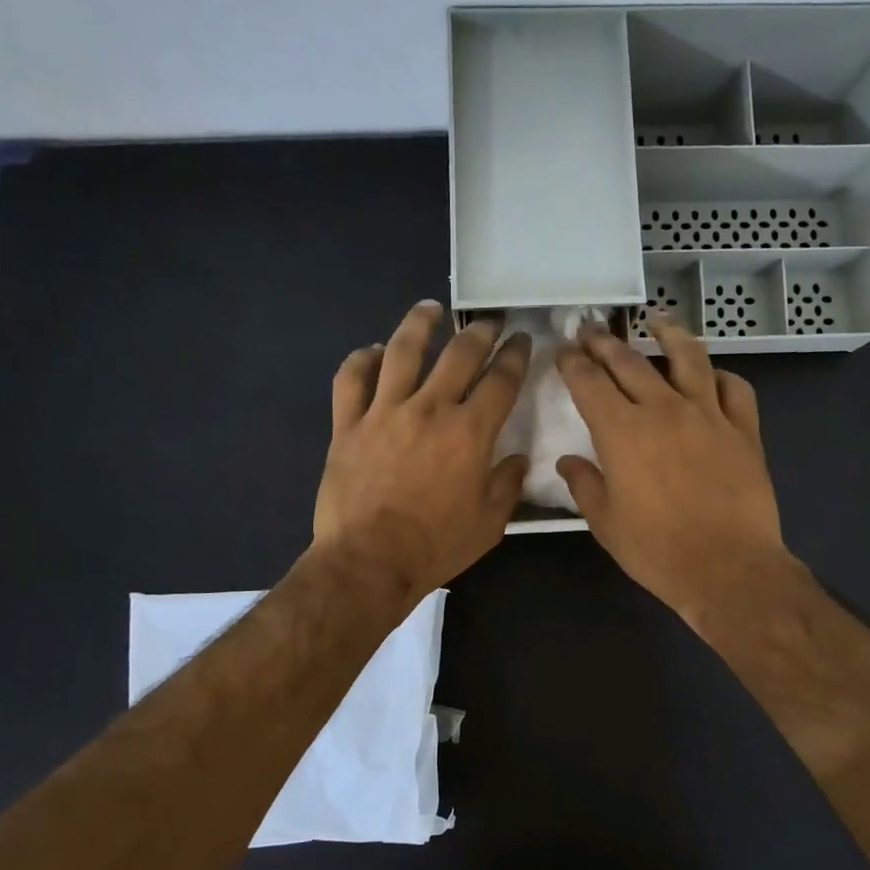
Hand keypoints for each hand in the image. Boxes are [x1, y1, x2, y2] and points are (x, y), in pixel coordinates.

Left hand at [313, 301, 529, 603]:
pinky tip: (372, 350)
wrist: (369, 561)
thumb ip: (507, 485)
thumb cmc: (435, 546)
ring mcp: (384, 412)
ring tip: (431, 308)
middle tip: (488, 321)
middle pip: (459, 354)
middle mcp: (430, 409)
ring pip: (402, 351)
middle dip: (479, 331)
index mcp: (470, 433)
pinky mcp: (347, 425)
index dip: (515, 355)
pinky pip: (351, 379)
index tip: (522, 340)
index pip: (501, 380)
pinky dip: (362, 359)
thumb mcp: (488, 524)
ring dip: (419, 324)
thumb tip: (517, 460)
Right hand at [555, 315, 787, 629]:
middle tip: (592, 329)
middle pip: (630, 362)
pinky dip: (720, 376)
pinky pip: (735, 388)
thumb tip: (568, 461)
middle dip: (605, 342)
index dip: (572, 363)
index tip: (563, 351)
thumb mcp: (606, 523)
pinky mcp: (744, 430)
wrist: (728, 567)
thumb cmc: (657, 550)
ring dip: (669, 334)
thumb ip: (585, 485)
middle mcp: (663, 410)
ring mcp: (708, 415)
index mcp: (622, 432)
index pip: (589, 383)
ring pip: (688, 358)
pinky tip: (711, 376)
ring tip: (657, 320)